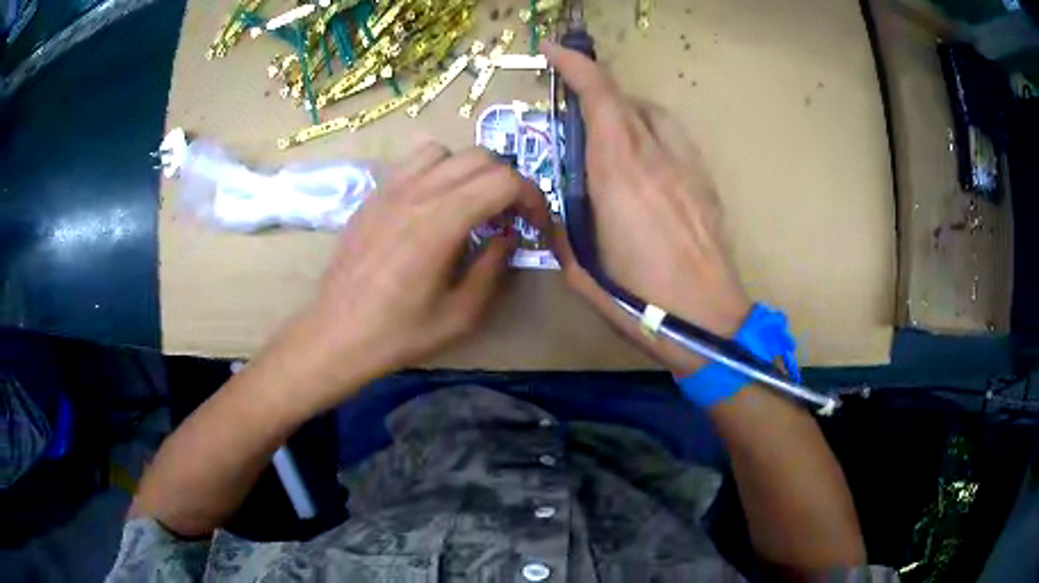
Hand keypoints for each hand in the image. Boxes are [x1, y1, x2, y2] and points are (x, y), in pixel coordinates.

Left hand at [273, 144, 547, 410]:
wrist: (338, 333)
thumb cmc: (400, 333)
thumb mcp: (462, 314)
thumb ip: (493, 266)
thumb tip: (508, 235)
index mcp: (441, 221)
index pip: (504, 180)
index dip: (532, 198)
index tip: (535, 226)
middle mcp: (417, 192)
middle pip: (480, 158)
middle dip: (506, 183)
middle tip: (508, 219)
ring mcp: (390, 189)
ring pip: (446, 152)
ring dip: (469, 172)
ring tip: (470, 206)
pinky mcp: (373, 195)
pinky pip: (413, 163)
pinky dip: (437, 172)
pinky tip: (432, 206)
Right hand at [543, 42, 750, 374]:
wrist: (709, 323)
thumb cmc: (641, 304)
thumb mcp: (583, 273)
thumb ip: (560, 231)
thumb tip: (547, 209)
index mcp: (619, 176)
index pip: (601, 98)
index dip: (577, 65)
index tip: (555, 50)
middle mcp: (655, 159)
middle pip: (626, 99)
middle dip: (595, 90)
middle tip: (574, 108)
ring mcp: (687, 168)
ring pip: (653, 114)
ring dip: (626, 110)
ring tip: (610, 134)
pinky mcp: (705, 183)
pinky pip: (674, 138)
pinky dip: (652, 132)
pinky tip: (645, 161)